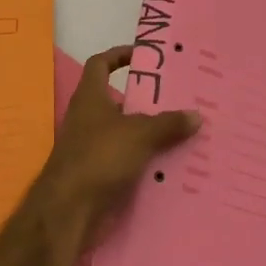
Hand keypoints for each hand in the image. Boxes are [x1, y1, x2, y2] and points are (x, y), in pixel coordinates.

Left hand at [37, 46, 200, 248]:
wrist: (69, 211)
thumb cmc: (99, 157)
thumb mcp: (139, 134)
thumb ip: (168, 123)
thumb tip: (196, 114)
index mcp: (90, 98)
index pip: (100, 64)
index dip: (119, 55)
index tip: (144, 56)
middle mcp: (88, 119)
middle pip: (119, 102)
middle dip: (147, 101)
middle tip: (180, 100)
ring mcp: (92, 149)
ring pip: (126, 135)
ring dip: (150, 135)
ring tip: (184, 134)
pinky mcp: (98, 176)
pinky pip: (128, 163)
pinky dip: (146, 163)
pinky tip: (172, 167)